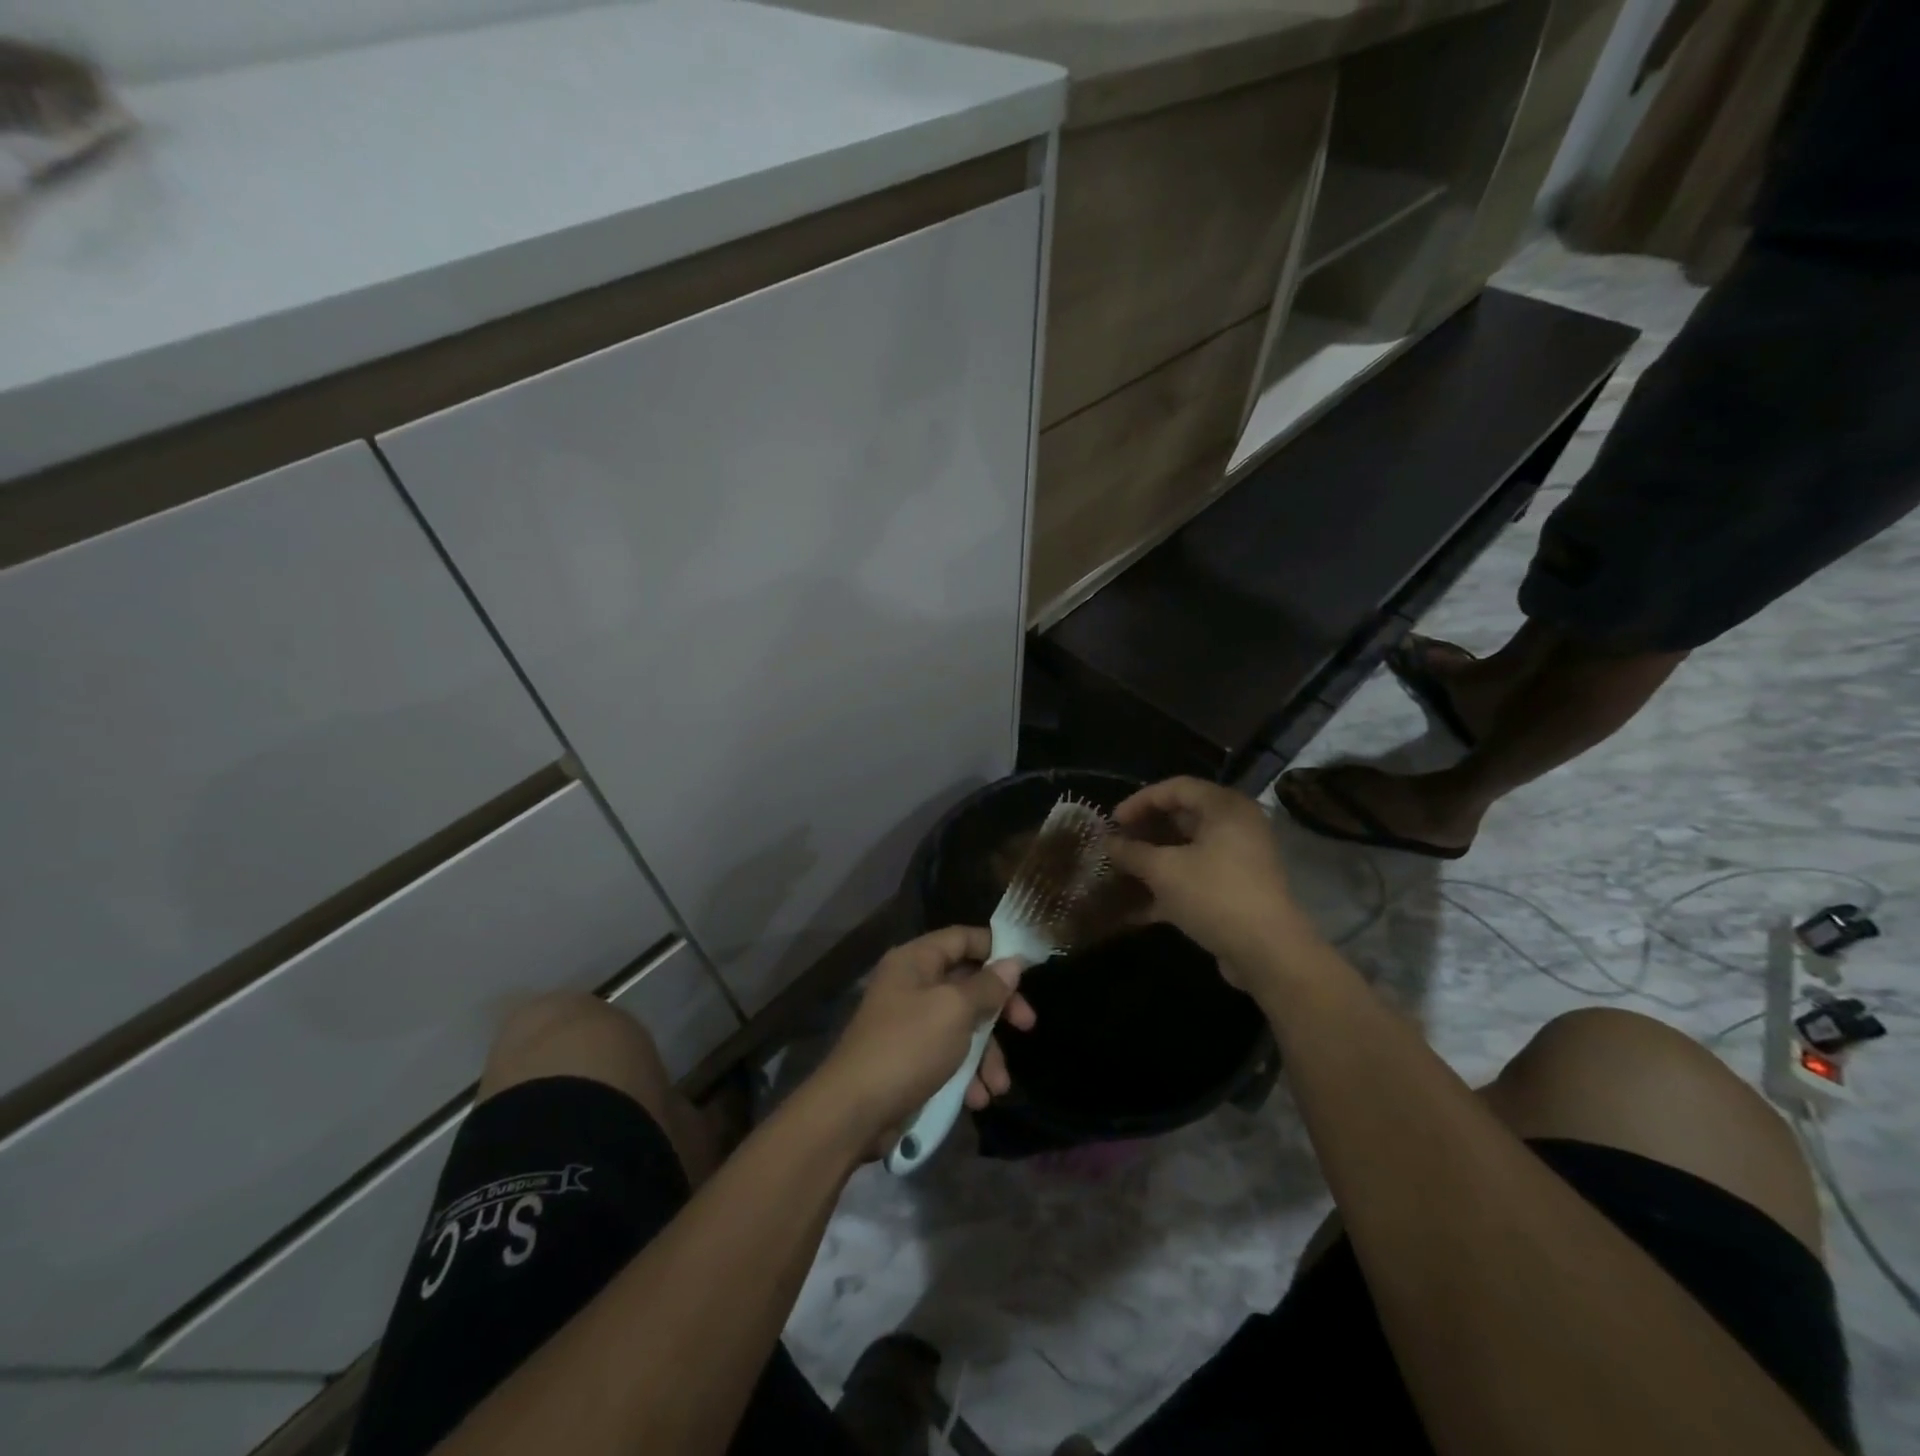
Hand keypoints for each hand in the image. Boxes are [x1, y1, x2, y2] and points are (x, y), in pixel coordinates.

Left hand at [813, 926, 1034, 1148]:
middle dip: (999, 1010)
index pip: (962, 938)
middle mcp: (912, 984)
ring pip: (962, 1025)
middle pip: (967, 983)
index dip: (995, 948)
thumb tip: (1011, 964)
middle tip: (1027, 1025)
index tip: (1027, 968)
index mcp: (915, 960)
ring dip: (986, 1054)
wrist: (854, 1111)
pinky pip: (948, 1055)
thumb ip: (987, 986)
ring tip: (999, 1086)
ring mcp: (910, 1022)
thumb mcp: (955, 1011)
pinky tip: (977, 1099)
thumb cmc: (908, 1047)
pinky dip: (966, 1074)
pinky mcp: (910, 1058)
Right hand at [1106, 777, 1310, 978]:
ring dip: (1152, 861)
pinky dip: (1167, 887)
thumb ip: (1132, 852)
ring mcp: (1237, 860)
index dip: (1139, 801)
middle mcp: (1235, 826)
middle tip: (1116, 845)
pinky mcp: (1235, 890)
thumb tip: (1108, 842)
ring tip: (1120, 873)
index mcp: (1224, 808)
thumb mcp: (1164, 870)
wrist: (1268, 953)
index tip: (1112, 822)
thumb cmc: (1214, 895)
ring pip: (1186, 851)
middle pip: (1182, 818)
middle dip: (1144, 832)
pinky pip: (1195, 877)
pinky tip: (1135, 908)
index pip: (1176, 788)